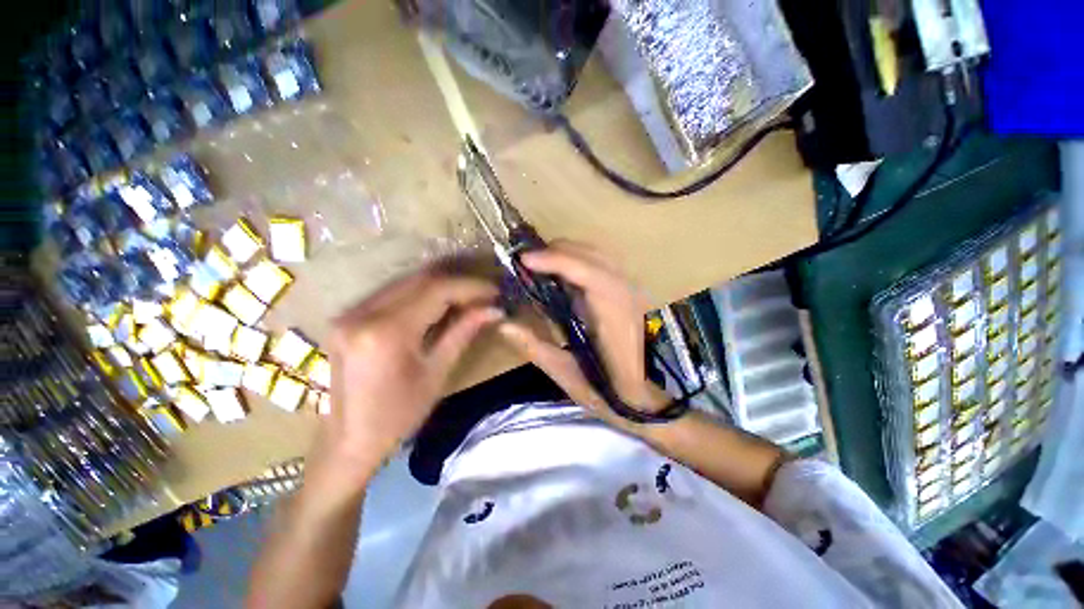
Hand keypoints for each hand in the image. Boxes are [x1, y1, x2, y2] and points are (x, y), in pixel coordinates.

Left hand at [310, 270, 500, 491]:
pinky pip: (391, 293)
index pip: (435, 290)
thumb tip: (494, 310)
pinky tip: (438, 302)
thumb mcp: (437, 373)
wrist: (348, 440)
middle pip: (419, 279)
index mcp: (387, 332)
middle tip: (483, 292)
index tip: (494, 291)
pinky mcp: (347, 317)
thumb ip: (463, 332)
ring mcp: (350, 313)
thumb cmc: (398, 415)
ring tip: (466, 295)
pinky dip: (420, 293)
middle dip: (457, 282)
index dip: (469, 286)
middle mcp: (363, 313)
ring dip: (439, 284)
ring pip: (405, 281)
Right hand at [497, 241, 669, 423]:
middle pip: (593, 255)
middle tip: (527, 263)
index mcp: (615, 316)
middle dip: (557, 252)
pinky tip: (565, 274)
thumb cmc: (615, 393)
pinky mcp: (633, 293)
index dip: (556, 261)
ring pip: (599, 255)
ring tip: (542, 264)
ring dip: (569, 253)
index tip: (525, 260)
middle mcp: (628, 294)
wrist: (659, 398)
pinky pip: (604, 264)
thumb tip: (504, 325)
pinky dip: (581, 261)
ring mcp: (634, 291)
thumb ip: (536, 348)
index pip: (588, 273)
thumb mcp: (570, 377)